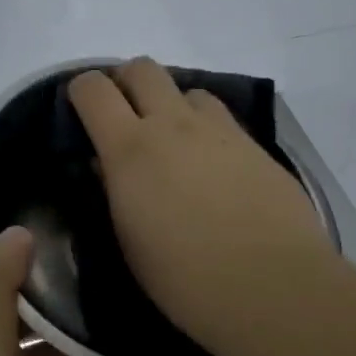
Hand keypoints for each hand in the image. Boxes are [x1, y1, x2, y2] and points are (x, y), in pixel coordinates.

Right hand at [68, 57, 340, 345]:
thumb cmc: (185, 279)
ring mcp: (219, 130)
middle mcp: (173, 124)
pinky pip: (223, 119)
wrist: (274, 288)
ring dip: (173, 107)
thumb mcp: (130, 240)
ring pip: (188, 90)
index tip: (81, 113)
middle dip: (127, 83)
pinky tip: (214, 168)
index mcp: (130, 148)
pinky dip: (207, 131)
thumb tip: (106, 164)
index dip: (81, 92)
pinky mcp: (256, 145)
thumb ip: (114, 190)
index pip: (93, 88)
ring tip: (176, 144)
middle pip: (142, 68)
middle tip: (126, 118)